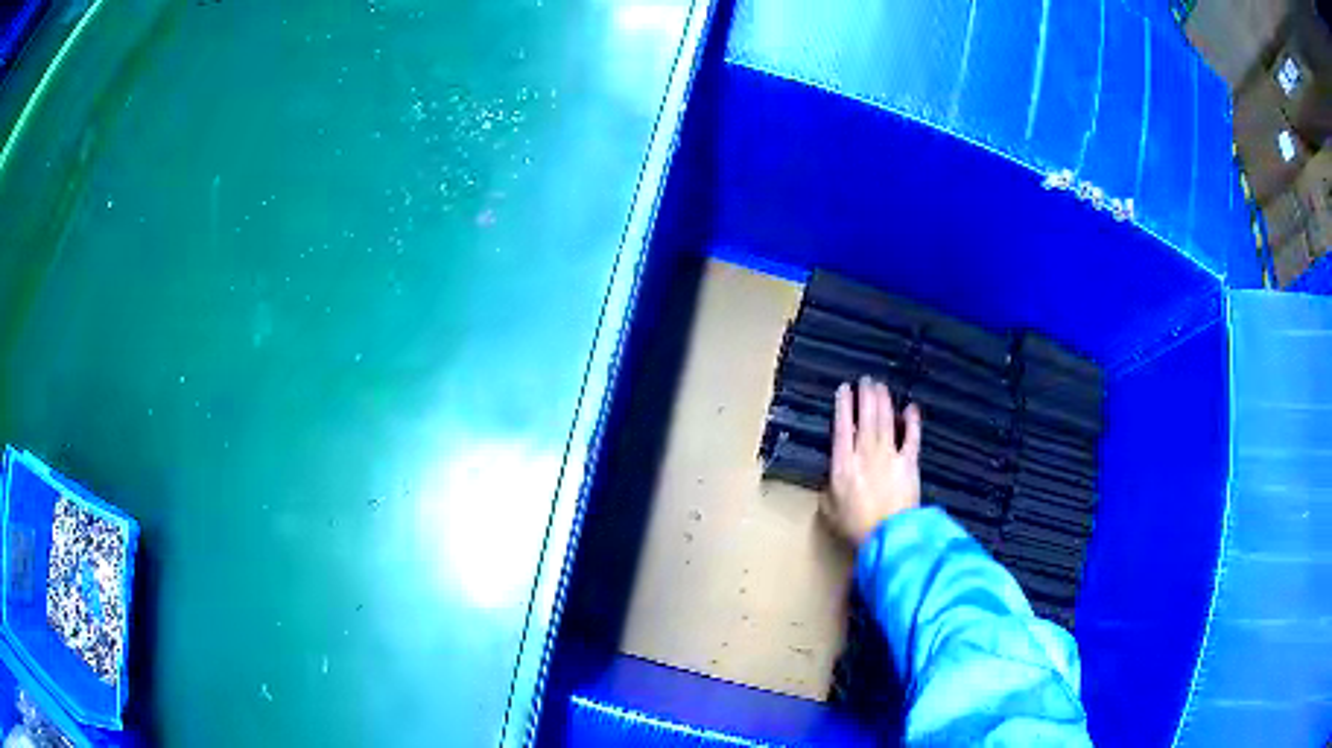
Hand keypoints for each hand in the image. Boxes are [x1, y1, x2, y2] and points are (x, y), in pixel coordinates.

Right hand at [822, 376, 922, 545]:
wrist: (888, 534)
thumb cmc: (856, 526)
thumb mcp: (829, 511)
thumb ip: (828, 492)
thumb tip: (830, 481)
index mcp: (843, 464)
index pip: (842, 428)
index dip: (843, 406)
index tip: (844, 389)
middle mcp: (866, 453)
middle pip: (866, 418)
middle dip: (865, 396)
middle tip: (866, 379)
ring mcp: (890, 456)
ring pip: (886, 421)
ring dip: (884, 401)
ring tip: (881, 386)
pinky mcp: (909, 462)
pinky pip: (912, 437)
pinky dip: (912, 421)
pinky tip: (911, 407)